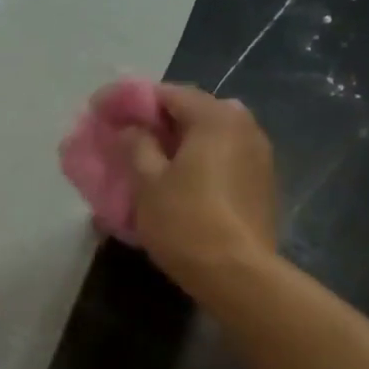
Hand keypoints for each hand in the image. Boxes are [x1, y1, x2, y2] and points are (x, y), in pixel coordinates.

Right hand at [122, 83, 278, 293]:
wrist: (238, 274)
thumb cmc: (186, 222)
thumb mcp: (148, 183)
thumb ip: (136, 145)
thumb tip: (131, 128)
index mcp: (216, 117)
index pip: (169, 93)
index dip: (134, 101)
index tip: (105, 113)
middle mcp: (245, 126)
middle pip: (194, 112)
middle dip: (159, 122)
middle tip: (128, 138)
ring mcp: (260, 155)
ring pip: (211, 138)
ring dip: (181, 144)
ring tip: (151, 162)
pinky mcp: (263, 184)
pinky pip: (225, 160)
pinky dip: (200, 163)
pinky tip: (181, 182)